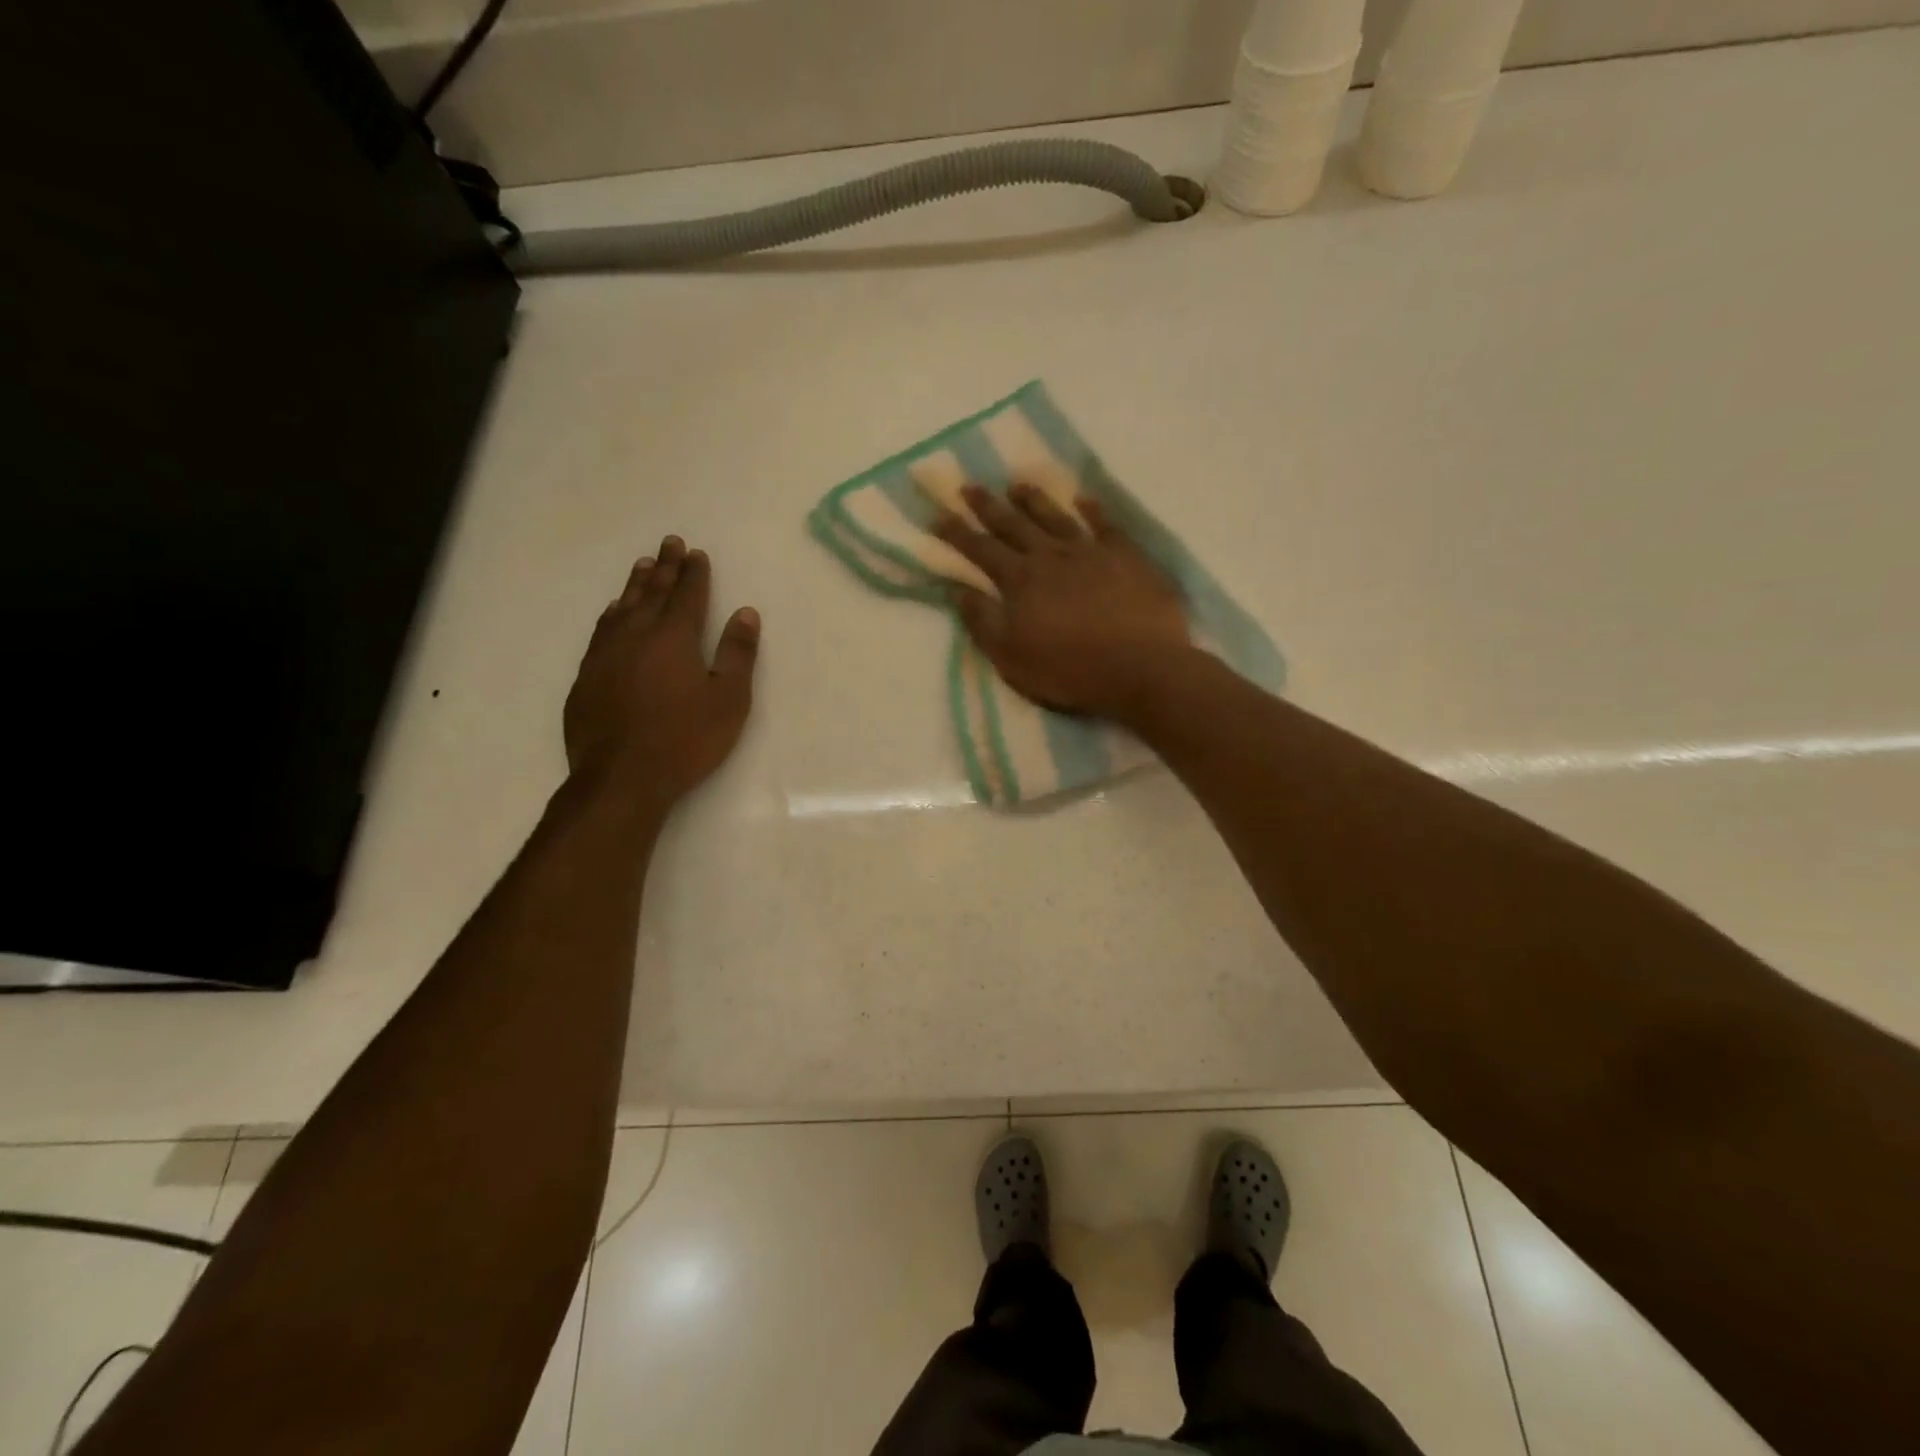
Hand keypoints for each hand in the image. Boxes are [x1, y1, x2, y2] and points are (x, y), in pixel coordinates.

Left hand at [564, 535, 759, 811]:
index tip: (696, 553)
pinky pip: (602, 630)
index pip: (687, 595)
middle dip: (665, 567)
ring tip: (643, 566)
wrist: (621, 777)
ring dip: (636, 584)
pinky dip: (612, 613)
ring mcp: (606, 654)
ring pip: (623, 607)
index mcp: (674, 638)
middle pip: (652, 592)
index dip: (694, 573)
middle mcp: (636, 635)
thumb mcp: (728, 699)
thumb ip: (737, 654)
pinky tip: (614, 612)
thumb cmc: (686, 739)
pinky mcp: (587, 676)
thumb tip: (745, 613)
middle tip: (670, 543)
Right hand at [933, 483, 1190, 719]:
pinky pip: (1105, 524)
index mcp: (1020, 581)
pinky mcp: (1127, 556)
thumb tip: (957, 589)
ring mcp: (1091, 552)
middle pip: (1013, 525)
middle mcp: (1051, 556)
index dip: (957, 532)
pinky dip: (1093, 509)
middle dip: (988, 506)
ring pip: (1055, 517)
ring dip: (1034, 500)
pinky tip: (1084, 499)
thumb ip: (982, 621)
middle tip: (969, 485)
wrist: (1140, 666)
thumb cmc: (1069, 669)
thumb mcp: (1011, 656)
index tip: (938, 513)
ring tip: (1017, 484)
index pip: (980, 549)